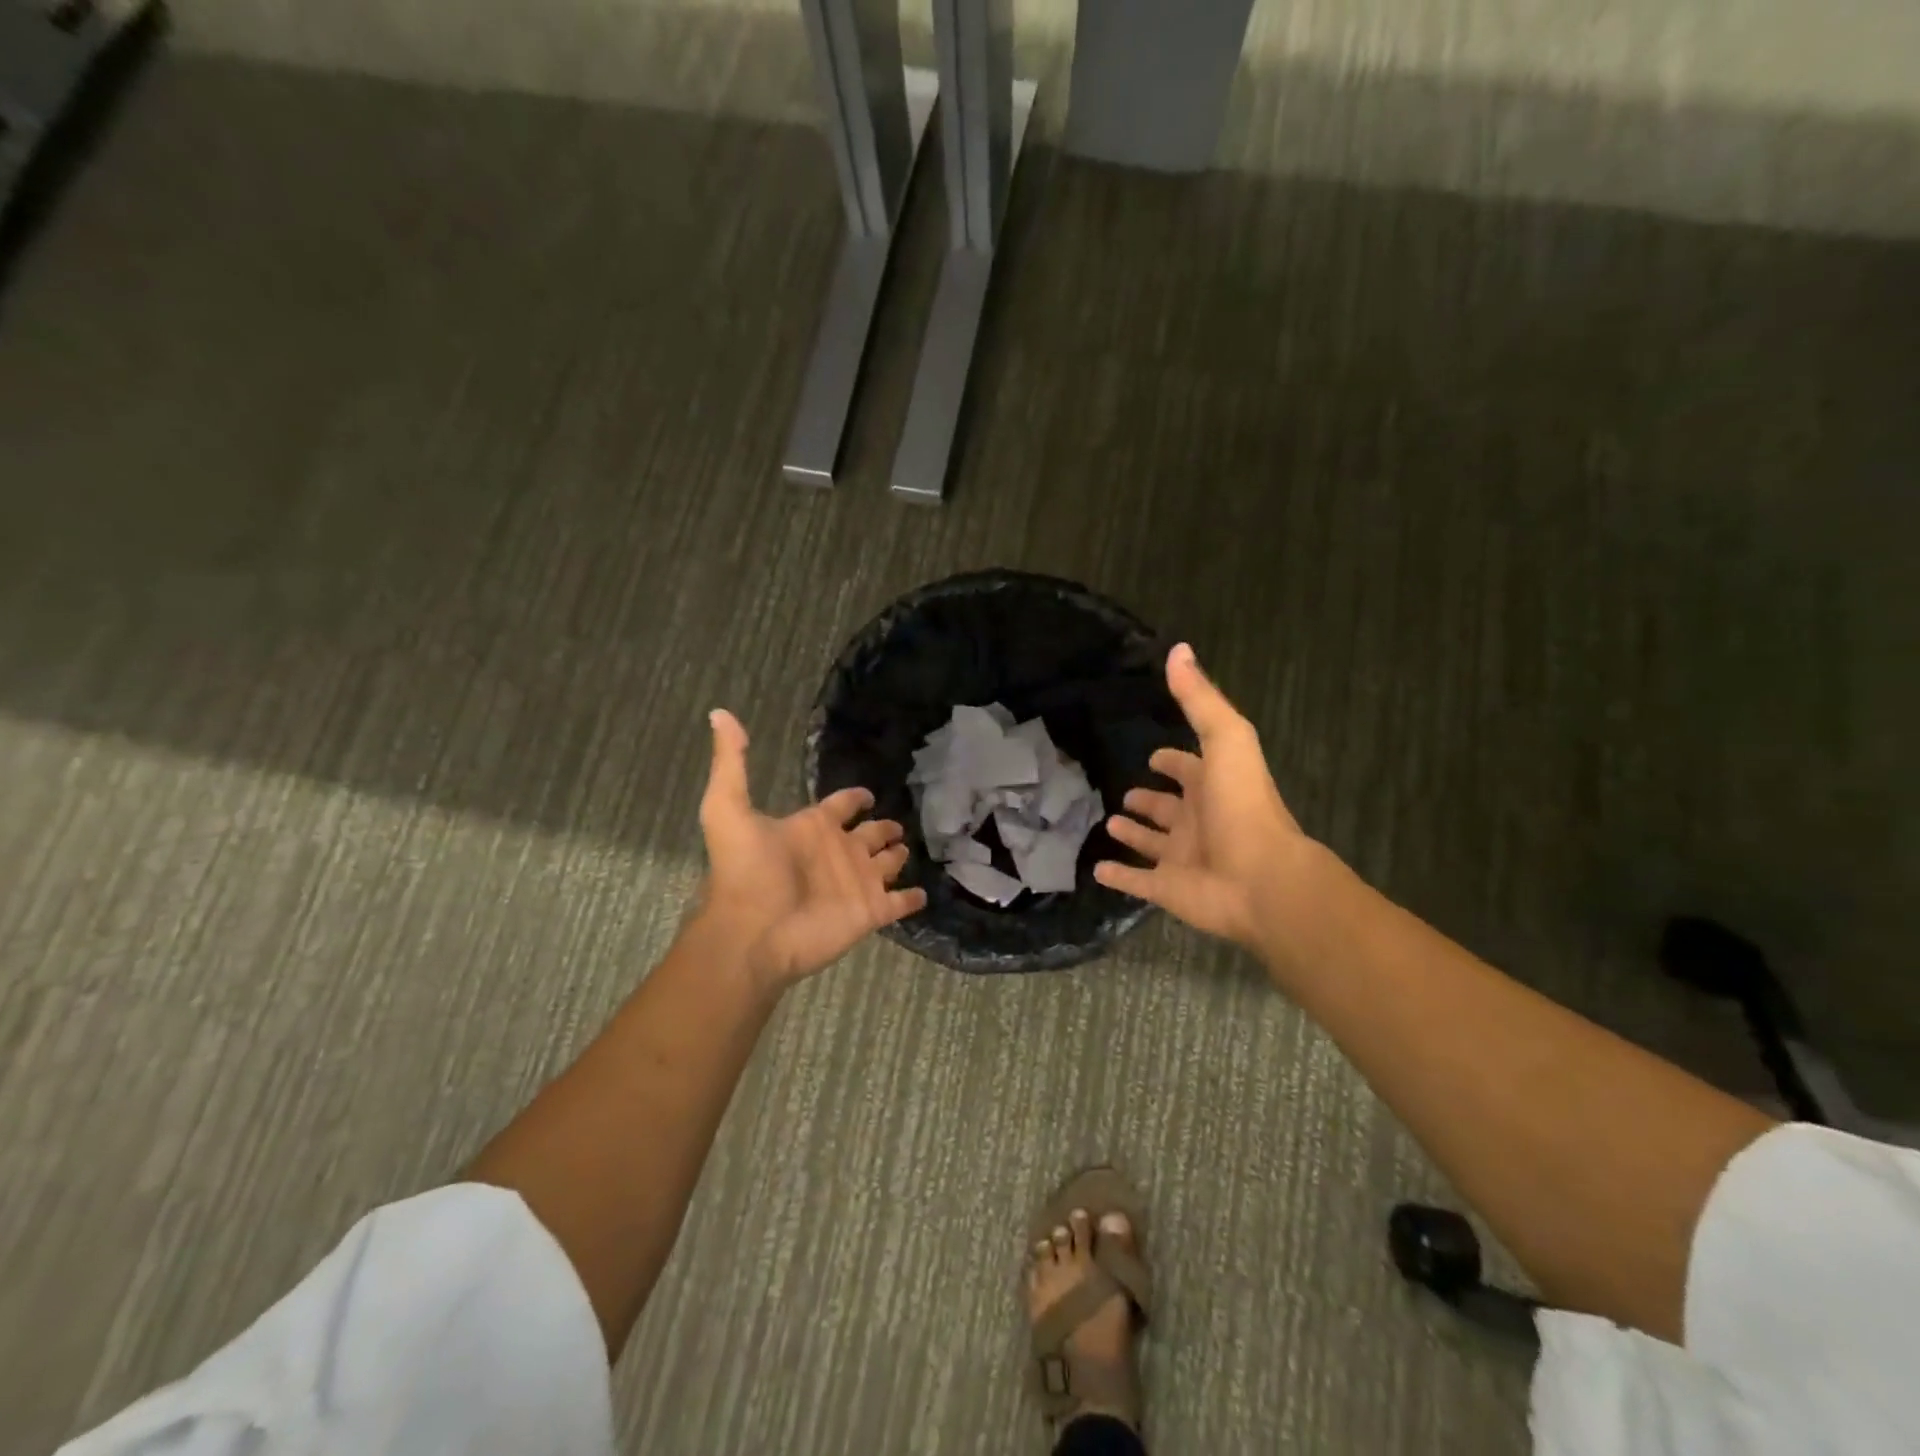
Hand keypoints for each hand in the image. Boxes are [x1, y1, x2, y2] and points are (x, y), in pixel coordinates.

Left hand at [696, 709, 926, 987]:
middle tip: (898, 824)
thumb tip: (720, 713)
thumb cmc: (745, 871)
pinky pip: (899, 903)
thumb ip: (731, 762)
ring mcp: (857, 883)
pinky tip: (924, 893)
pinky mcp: (871, 912)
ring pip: (886, 866)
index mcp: (811, 828)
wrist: (753, 932)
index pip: (840, 806)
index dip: (854, 799)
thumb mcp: (728, 807)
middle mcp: (838, 853)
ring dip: (897, 858)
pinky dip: (911, 899)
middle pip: (869, 835)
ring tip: (909, 851)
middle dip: (884, 828)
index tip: (867, 795)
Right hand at [1095, 644, 1314, 953]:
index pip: (1188, 769)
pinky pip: (1137, 882)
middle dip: (1150, 800)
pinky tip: (1097, 870)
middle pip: (1170, 808)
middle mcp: (1197, 821)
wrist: (1260, 878)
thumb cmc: (1242, 805)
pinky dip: (1118, 876)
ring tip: (1110, 823)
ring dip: (1134, 834)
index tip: (1154, 756)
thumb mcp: (1226, 739)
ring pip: (1153, 844)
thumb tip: (1178, 650)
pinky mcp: (1167, 889)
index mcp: (1212, 787)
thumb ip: (1199, 699)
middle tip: (1127, 793)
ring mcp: (1182, 858)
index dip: (1173, 762)